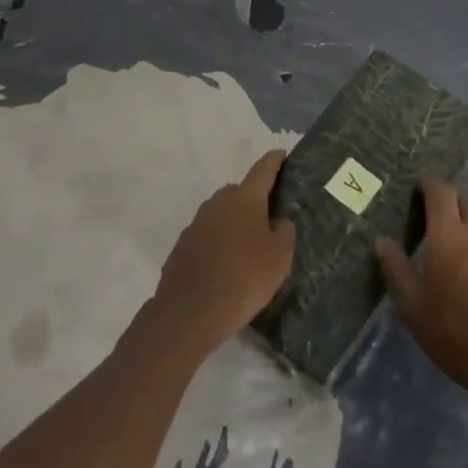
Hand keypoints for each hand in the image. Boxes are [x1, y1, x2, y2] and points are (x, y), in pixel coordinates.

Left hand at [154, 150, 296, 354]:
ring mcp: (197, 222)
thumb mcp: (280, 257)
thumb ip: (284, 232)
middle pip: (241, 192)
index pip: (264, 168)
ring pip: (223, 214)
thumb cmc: (243, 278)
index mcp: (245, 197)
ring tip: (248, 249)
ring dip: (235, 224)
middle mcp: (218, 201)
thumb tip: (277, 222)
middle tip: (270, 220)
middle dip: (255, 200)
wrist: (189, 313)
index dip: (275, 160)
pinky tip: (226, 267)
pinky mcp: (182, 246)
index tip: (282, 155)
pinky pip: (208, 237)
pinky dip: (218, 244)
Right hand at [377, 178, 467, 413]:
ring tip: (446, 249)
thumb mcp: (413, 307)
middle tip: (428, 216)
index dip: (429, 184)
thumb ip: (397, 269)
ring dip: (463, 227)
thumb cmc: (455, 332)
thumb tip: (382, 240)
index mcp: (448, 235)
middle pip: (464, 202)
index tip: (416, 187)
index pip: (441, 191)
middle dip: (447, 201)